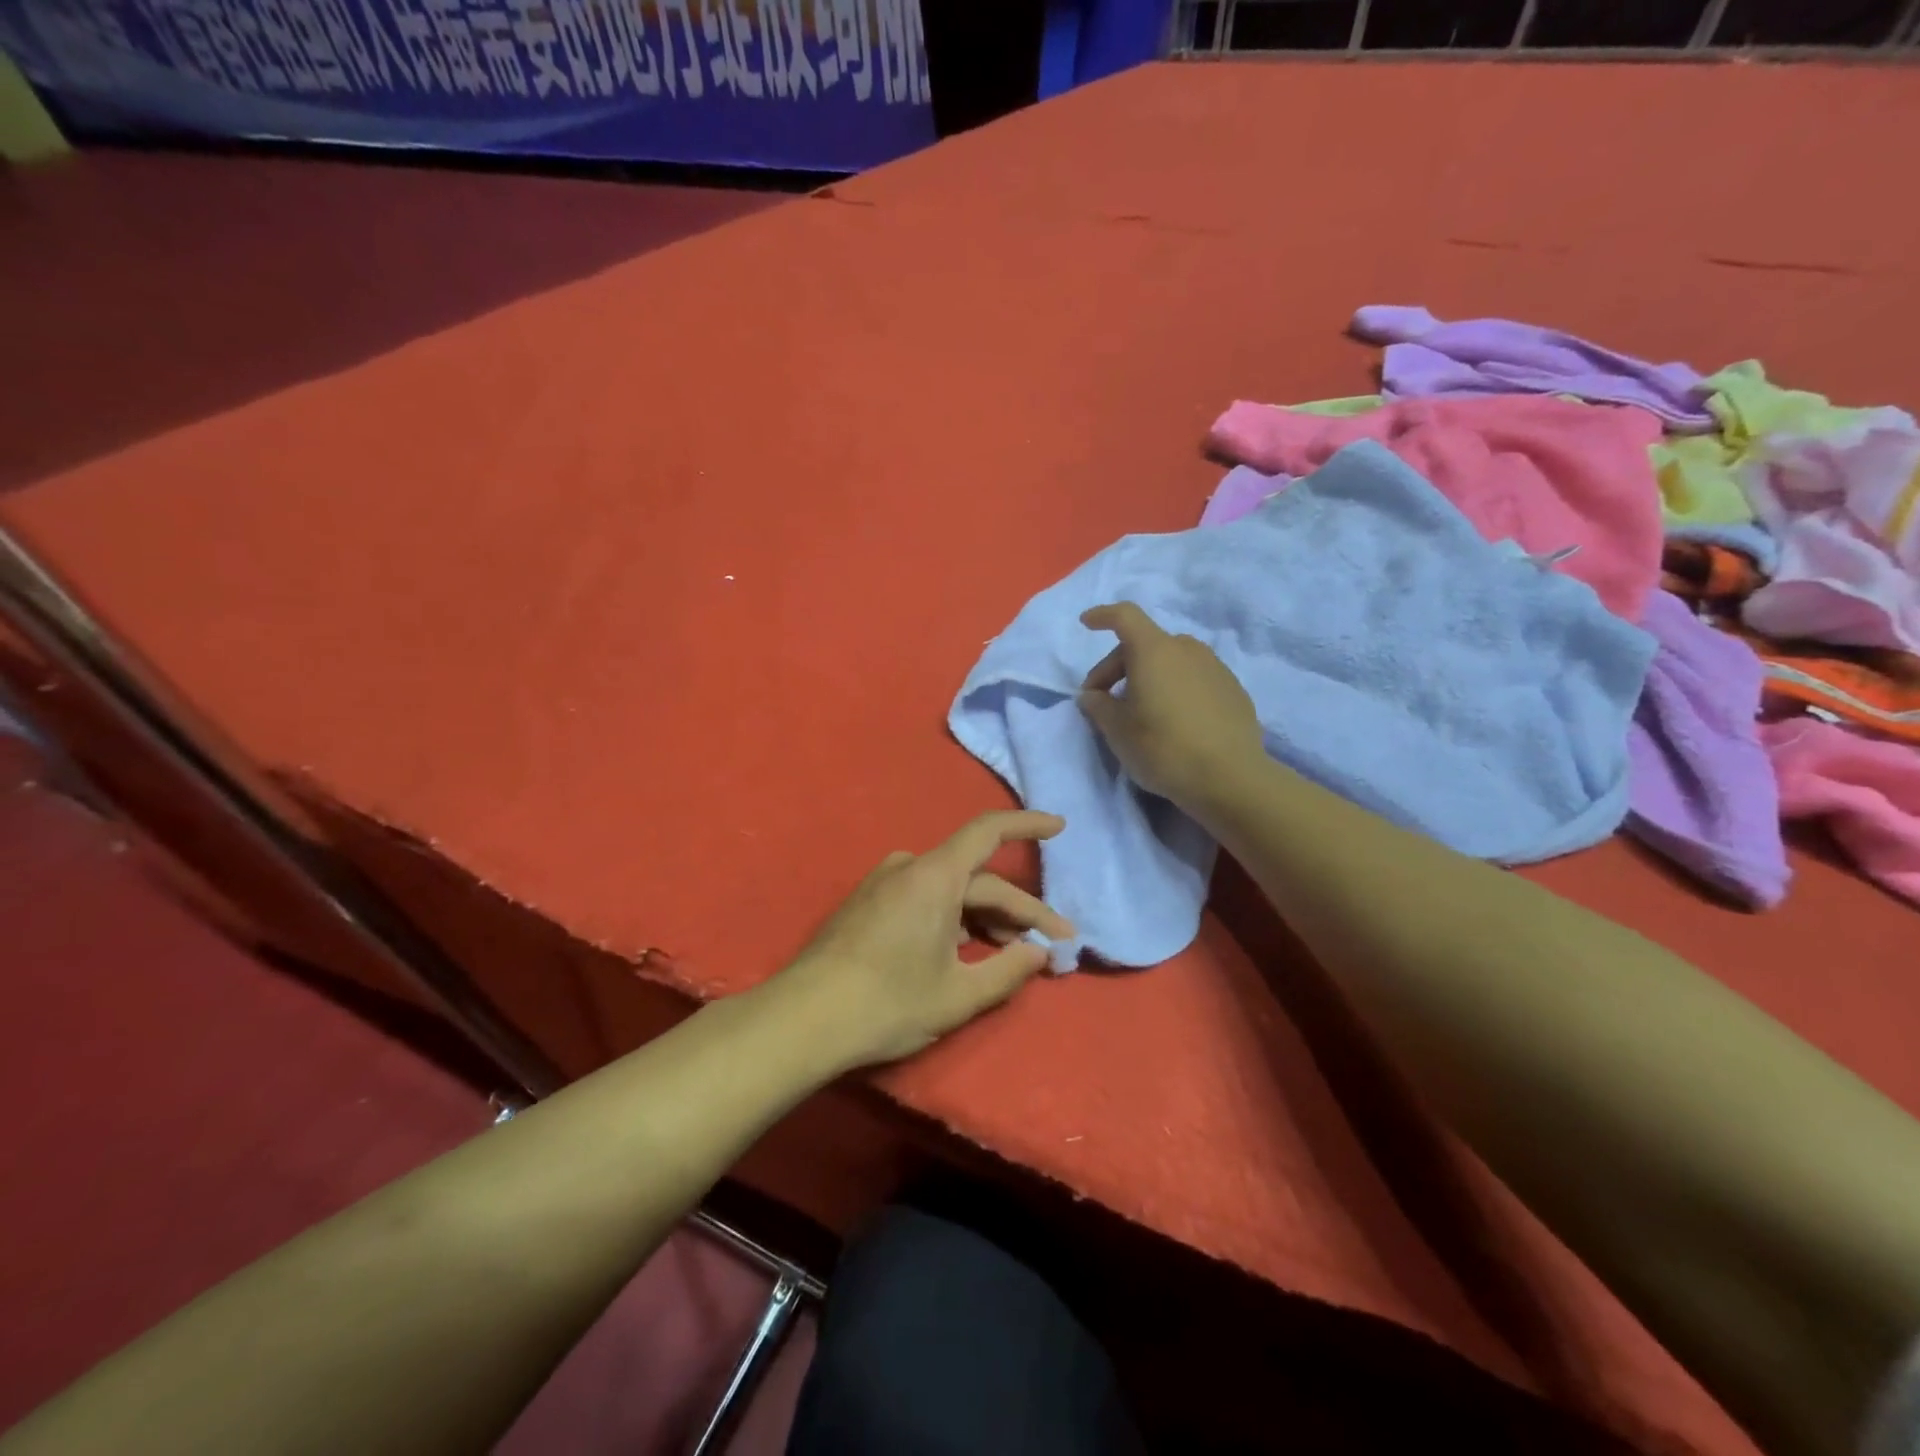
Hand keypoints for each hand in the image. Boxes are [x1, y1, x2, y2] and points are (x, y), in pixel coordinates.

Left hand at [776, 811, 1073, 1070]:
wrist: (804, 1019)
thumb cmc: (888, 1004)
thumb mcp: (957, 995)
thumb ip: (1008, 969)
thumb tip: (1041, 952)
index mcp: (934, 877)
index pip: (989, 832)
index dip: (1027, 825)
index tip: (1060, 828)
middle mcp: (909, 868)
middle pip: (976, 879)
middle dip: (1018, 910)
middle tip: (1054, 945)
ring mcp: (884, 884)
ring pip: (950, 892)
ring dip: (985, 917)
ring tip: (1013, 952)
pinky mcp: (868, 904)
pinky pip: (923, 899)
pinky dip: (953, 919)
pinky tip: (965, 950)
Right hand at [1077, 602, 1263, 810]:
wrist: (1229, 778)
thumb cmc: (1163, 748)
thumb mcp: (1117, 731)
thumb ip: (1099, 706)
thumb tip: (1092, 696)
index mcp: (1154, 651)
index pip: (1125, 616)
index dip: (1103, 616)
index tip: (1087, 623)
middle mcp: (1187, 649)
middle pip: (1145, 644)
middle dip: (1118, 667)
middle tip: (1104, 701)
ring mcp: (1215, 668)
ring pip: (1172, 661)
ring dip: (1150, 677)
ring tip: (1141, 711)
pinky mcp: (1233, 690)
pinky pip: (1194, 679)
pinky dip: (1176, 689)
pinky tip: (1174, 721)